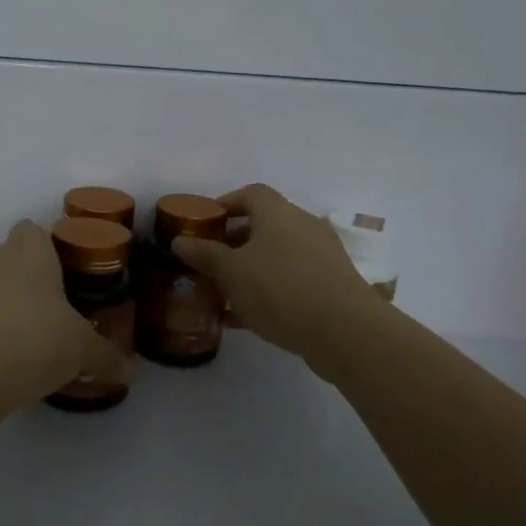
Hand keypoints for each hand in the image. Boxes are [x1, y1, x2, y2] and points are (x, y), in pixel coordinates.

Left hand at [0, 220, 130, 407]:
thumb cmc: (34, 340)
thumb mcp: (83, 350)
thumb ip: (108, 356)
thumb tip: (132, 371)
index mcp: (29, 249)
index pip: (36, 229)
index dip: (54, 247)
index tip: (74, 273)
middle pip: (15, 256)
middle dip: (35, 277)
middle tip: (62, 307)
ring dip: (14, 305)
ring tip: (41, 338)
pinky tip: (16, 359)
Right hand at [172, 185, 381, 372]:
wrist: (345, 332)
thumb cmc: (281, 290)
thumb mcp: (231, 272)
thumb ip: (204, 254)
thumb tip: (180, 240)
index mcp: (278, 213)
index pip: (250, 194)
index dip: (225, 204)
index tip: (204, 224)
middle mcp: (303, 226)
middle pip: (263, 225)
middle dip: (233, 242)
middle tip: (209, 262)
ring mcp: (321, 256)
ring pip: (277, 256)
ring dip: (250, 269)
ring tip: (223, 292)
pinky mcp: (331, 285)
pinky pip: (291, 281)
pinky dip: (268, 291)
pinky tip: (246, 318)